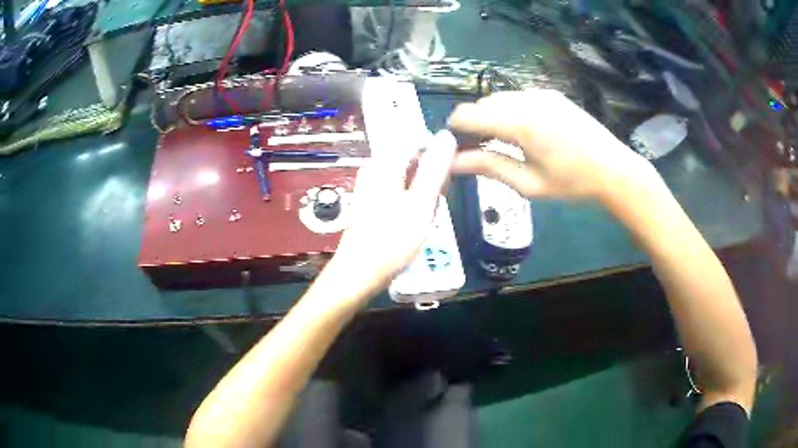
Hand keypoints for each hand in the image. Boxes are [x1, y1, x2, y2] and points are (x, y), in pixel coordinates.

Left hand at [318, 131, 456, 303]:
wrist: (360, 272)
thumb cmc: (392, 239)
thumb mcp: (421, 202)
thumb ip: (435, 168)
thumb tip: (448, 135)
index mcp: (384, 162)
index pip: (419, 140)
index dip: (439, 157)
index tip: (446, 182)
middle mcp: (375, 167)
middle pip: (415, 159)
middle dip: (431, 180)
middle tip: (432, 206)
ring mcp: (373, 184)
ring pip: (412, 178)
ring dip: (424, 195)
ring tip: (423, 218)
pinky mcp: (374, 200)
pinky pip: (402, 192)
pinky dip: (413, 203)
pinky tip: (414, 222)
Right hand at [448, 89, 655, 203]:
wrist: (614, 169)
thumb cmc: (572, 183)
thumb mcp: (528, 183)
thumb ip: (488, 167)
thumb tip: (452, 163)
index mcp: (518, 122)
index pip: (467, 114)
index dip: (455, 130)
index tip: (456, 149)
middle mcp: (525, 99)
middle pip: (482, 104)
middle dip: (475, 125)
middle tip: (483, 152)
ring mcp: (540, 93)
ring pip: (500, 99)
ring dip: (493, 117)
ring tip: (506, 143)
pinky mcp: (551, 93)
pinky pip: (518, 97)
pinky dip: (511, 111)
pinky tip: (527, 132)